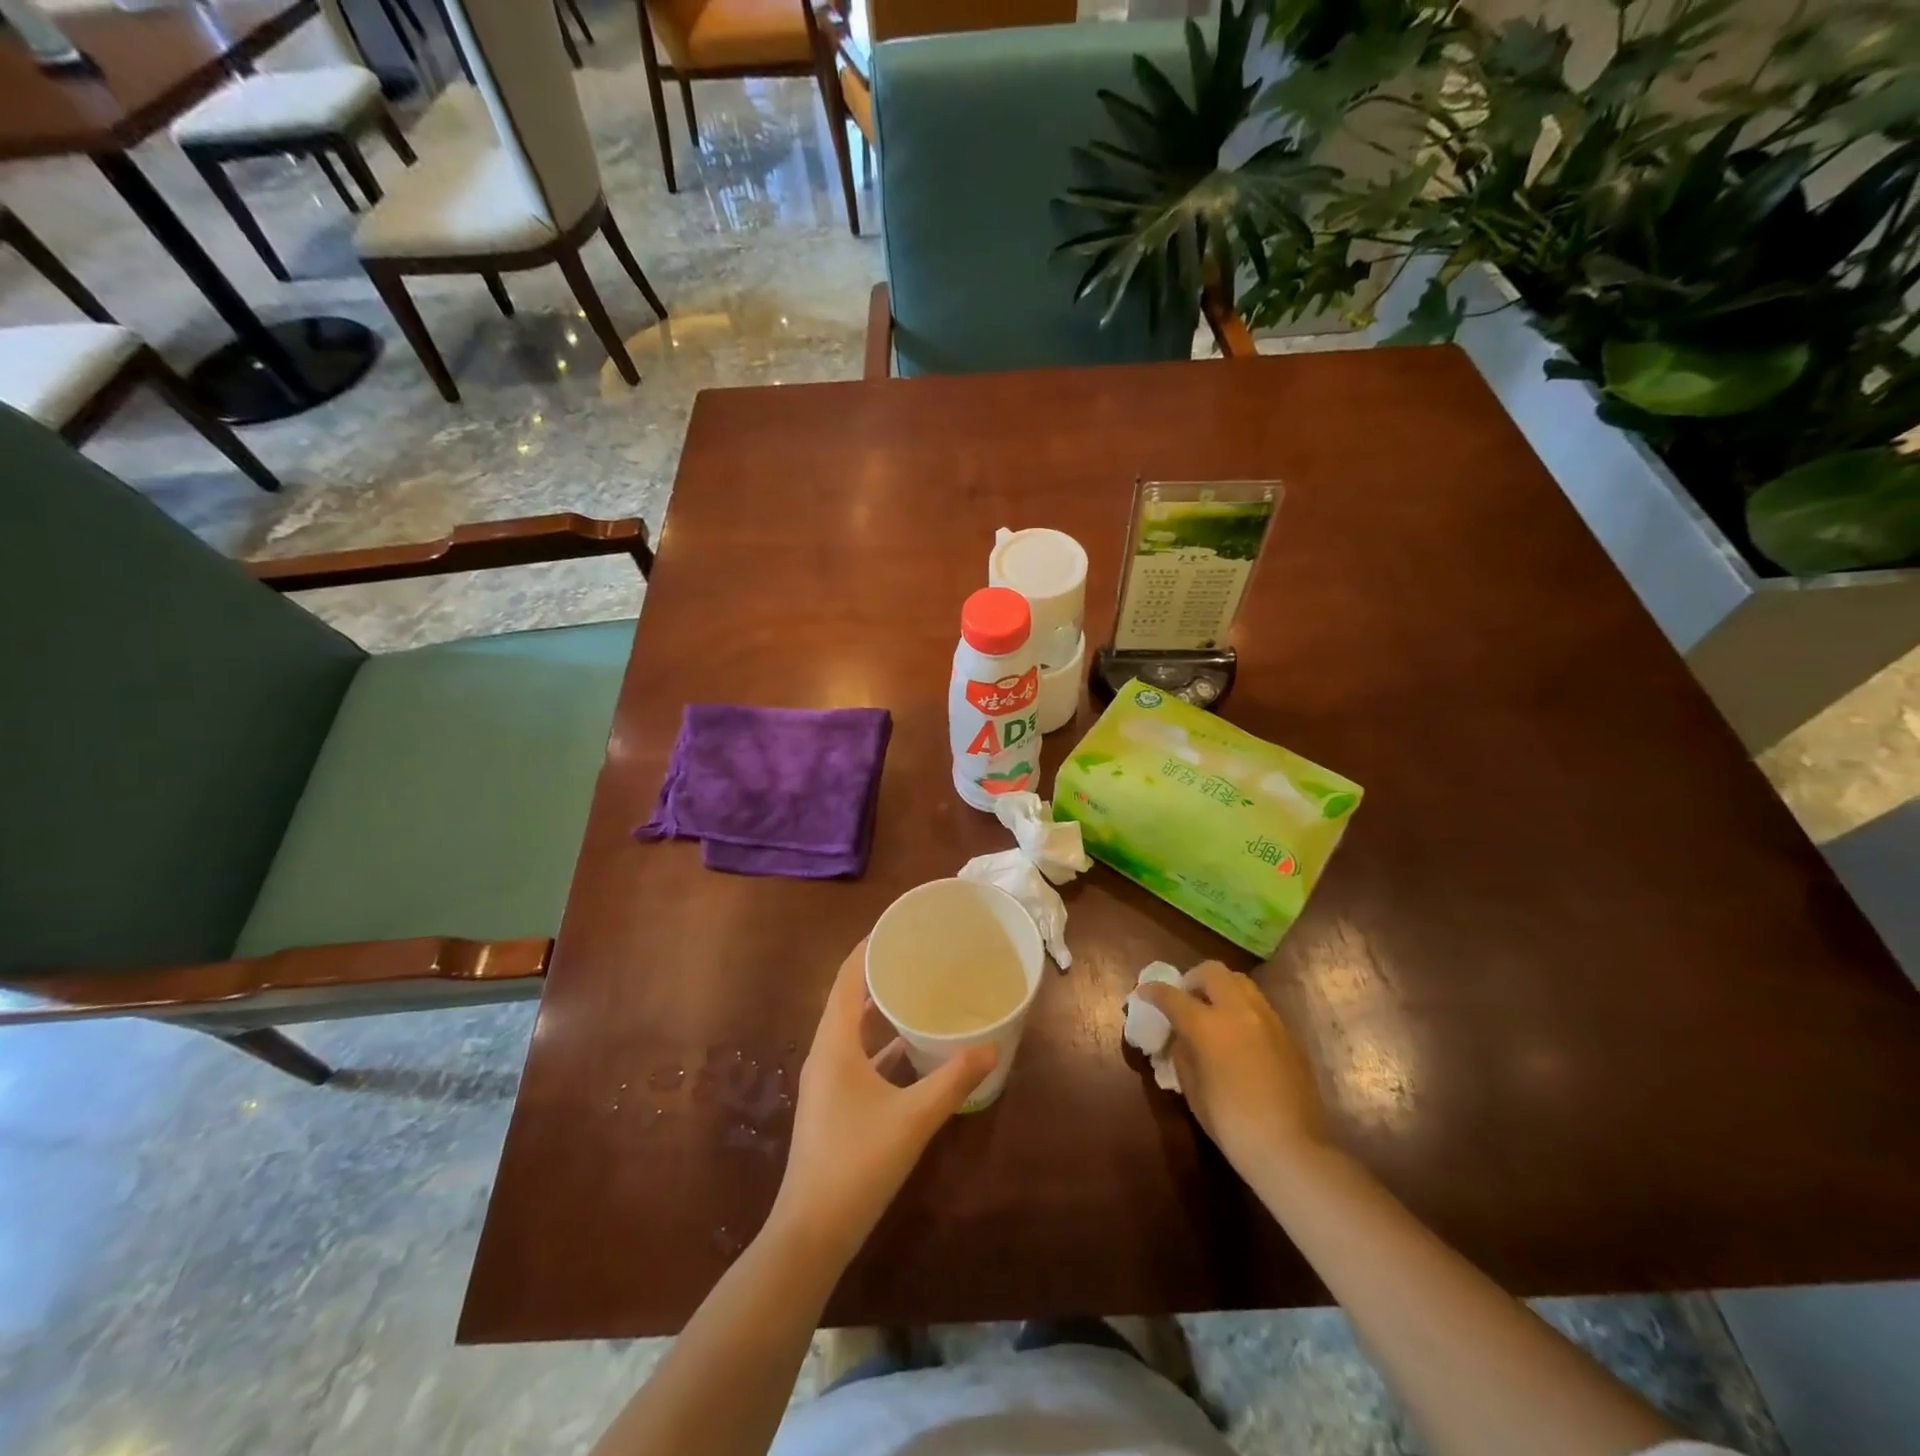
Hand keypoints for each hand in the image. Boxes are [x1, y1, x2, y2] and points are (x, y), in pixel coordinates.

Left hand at [769, 941, 996, 1267]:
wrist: (811, 1233)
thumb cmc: (858, 1163)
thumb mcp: (913, 1118)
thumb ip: (953, 1079)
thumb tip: (991, 1046)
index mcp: (834, 1044)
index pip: (846, 978)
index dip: (867, 948)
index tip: (897, 926)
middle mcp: (824, 1053)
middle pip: (847, 999)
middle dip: (877, 973)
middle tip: (917, 953)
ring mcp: (826, 1080)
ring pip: (852, 1030)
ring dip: (879, 1009)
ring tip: (917, 990)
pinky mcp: (833, 1103)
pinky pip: (857, 1057)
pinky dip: (881, 1044)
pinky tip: (911, 1048)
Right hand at [1138, 962, 1328, 1179]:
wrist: (1292, 1149)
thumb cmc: (1232, 1124)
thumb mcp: (1193, 1090)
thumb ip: (1183, 1054)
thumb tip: (1182, 1039)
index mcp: (1207, 1025)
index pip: (1172, 995)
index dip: (1153, 991)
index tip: (1143, 993)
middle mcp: (1238, 1011)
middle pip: (1212, 972)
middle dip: (1193, 979)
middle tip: (1185, 999)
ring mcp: (1267, 1019)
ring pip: (1240, 982)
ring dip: (1221, 988)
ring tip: (1213, 1012)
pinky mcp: (1288, 1034)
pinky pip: (1258, 1005)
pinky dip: (1241, 1008)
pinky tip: (1238, 1035)